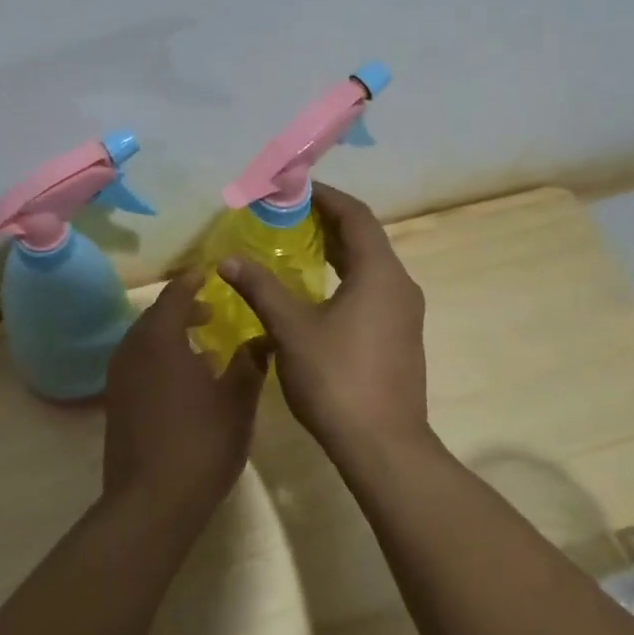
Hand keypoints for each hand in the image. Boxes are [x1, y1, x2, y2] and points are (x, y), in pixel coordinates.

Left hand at [102, 272, 267, 515]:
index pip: (174, 295)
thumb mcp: (237, 401)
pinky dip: (160, 361)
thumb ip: (249, 364)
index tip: (209, 274)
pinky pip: (139, 366)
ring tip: (203, 348)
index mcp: (160, 339)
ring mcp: (119, 378)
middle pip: (155, 317)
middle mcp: (132, 350)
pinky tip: (185, 382)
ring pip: (145, 343)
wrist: (151, 501)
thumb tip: (261, 339)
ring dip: (171, 337)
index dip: (192, 282)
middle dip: (183, 310)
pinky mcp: (116, 403)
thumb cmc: (200, 443)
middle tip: (211, 312)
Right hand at [218, 183, 428, 459]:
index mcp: (380, 273)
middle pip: (365, 239)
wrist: (383, 446)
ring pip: (370, 267)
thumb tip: (228, 259)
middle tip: (286, 216)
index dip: (325, 197)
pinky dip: (344, 278)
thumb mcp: (291, 329)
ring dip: (336, 251)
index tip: (293, 188)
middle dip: (327, 222)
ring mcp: (404, 314)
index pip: (355, 216)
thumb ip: (261, 288)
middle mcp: (399, 285)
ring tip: (296, 248)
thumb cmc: (337, 379)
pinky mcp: (400, 337)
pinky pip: (372, 290)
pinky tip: (316, 293)